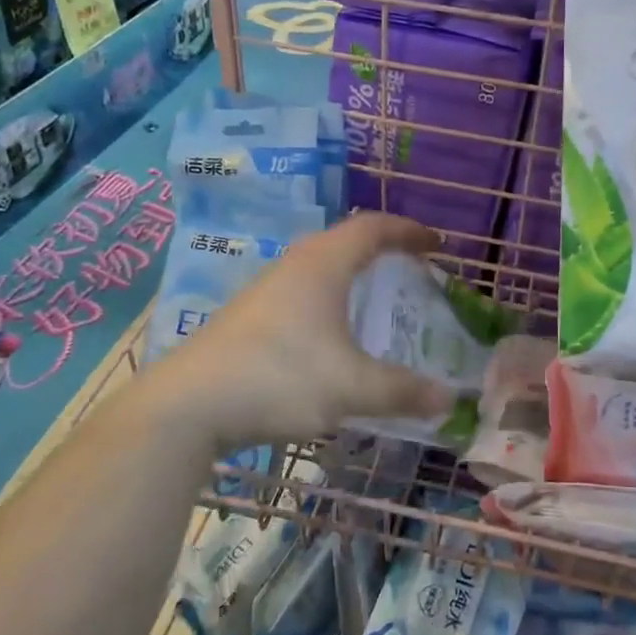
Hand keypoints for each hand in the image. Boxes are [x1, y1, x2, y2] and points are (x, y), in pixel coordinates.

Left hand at [153, 212, 457, 449]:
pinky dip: (328, 299)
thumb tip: (448, 399)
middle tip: (411, 269)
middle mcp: (294, 266)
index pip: (373, 227)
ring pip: (319, 266)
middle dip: (383, 249)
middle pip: (345, 241)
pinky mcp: (247, 317)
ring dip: (352, 275)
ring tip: (375, 300)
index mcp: (323, 264)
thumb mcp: (351, 387)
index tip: (437, 243)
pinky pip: (301, 291)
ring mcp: (265, 290)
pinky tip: (330, 336)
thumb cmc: (280, 378)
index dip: (409, 231)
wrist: (186, 407)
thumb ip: (402, 391)